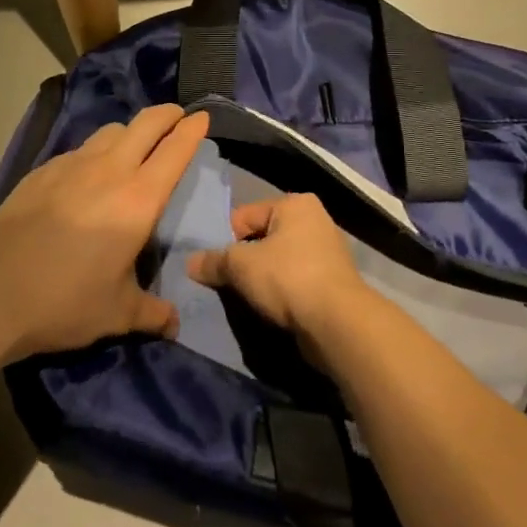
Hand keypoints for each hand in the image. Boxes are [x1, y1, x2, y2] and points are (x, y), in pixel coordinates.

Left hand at [0, 104, 208, 360]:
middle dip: (166, 114)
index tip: (202, 118)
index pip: (174, 151)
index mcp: (137, 200)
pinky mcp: (41, 172)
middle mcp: (108, 171)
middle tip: (176, 116)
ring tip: (133, 146)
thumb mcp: (116, 313)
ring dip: (130, 131)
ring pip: (110, 130)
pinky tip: (87, 175)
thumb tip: (174, 323)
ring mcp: (71, 166)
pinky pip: (79, 149)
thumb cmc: (64, 301)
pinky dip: (95, 151)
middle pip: (145, 124)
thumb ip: (151, 313)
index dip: (191, 131)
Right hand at [186, 193, 369, 342]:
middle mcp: (315, 220)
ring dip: (263, 279)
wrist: (337, 323)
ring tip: (251, 299)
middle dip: (245, 261)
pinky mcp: (333, 283)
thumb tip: (190, 263)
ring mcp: (327, 252)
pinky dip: (282, 293)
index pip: (245, 216)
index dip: (226, 241)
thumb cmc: (287, 278)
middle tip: (231, 284)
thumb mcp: (240, 266)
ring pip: (278, 262)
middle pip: (262, 238)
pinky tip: (273, 309)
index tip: (218, 267)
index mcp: (295, 204)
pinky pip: (295, 282)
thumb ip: (213, 262)